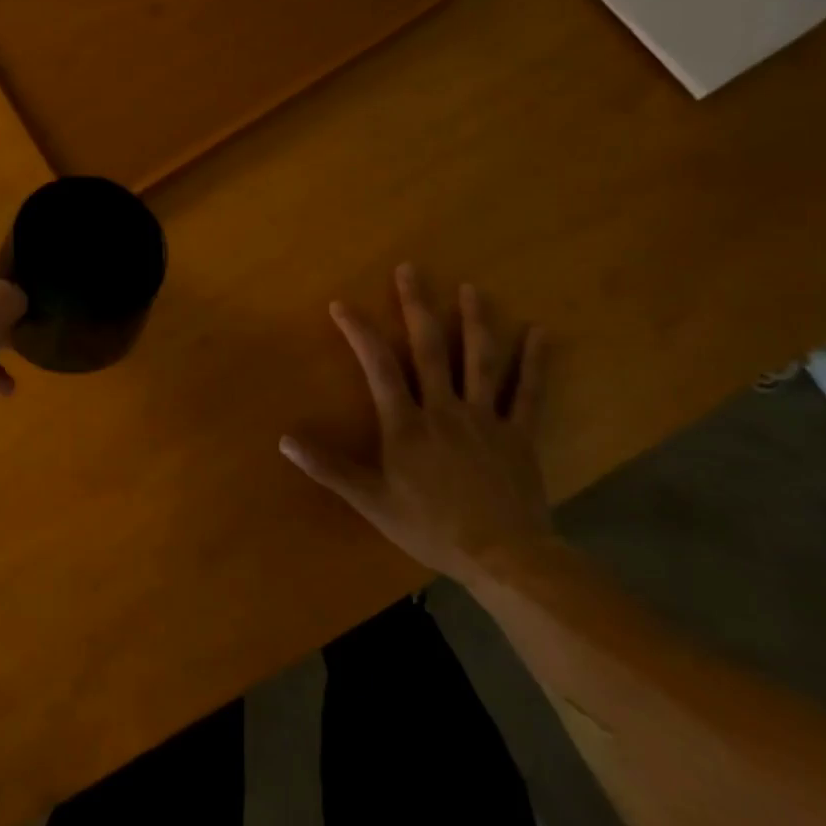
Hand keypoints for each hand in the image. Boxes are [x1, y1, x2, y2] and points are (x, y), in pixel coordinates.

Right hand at [281, 264, 555, 585]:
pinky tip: (540, 332)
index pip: (378, 367)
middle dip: (417, 306)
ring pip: (480, 360)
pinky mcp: (519, 433)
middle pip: (430, 348)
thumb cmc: (431, 528)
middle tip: (411, 269)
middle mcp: (445, 408)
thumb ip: (330, 468)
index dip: (359, 332)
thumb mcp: (372, 502)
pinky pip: (529, 392)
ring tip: (471, 288)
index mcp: (407, 424)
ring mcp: (486, 418)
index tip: (342, 304)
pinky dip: (535, 361)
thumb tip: (285, 440)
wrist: (503, 557)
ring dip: (475, 321)